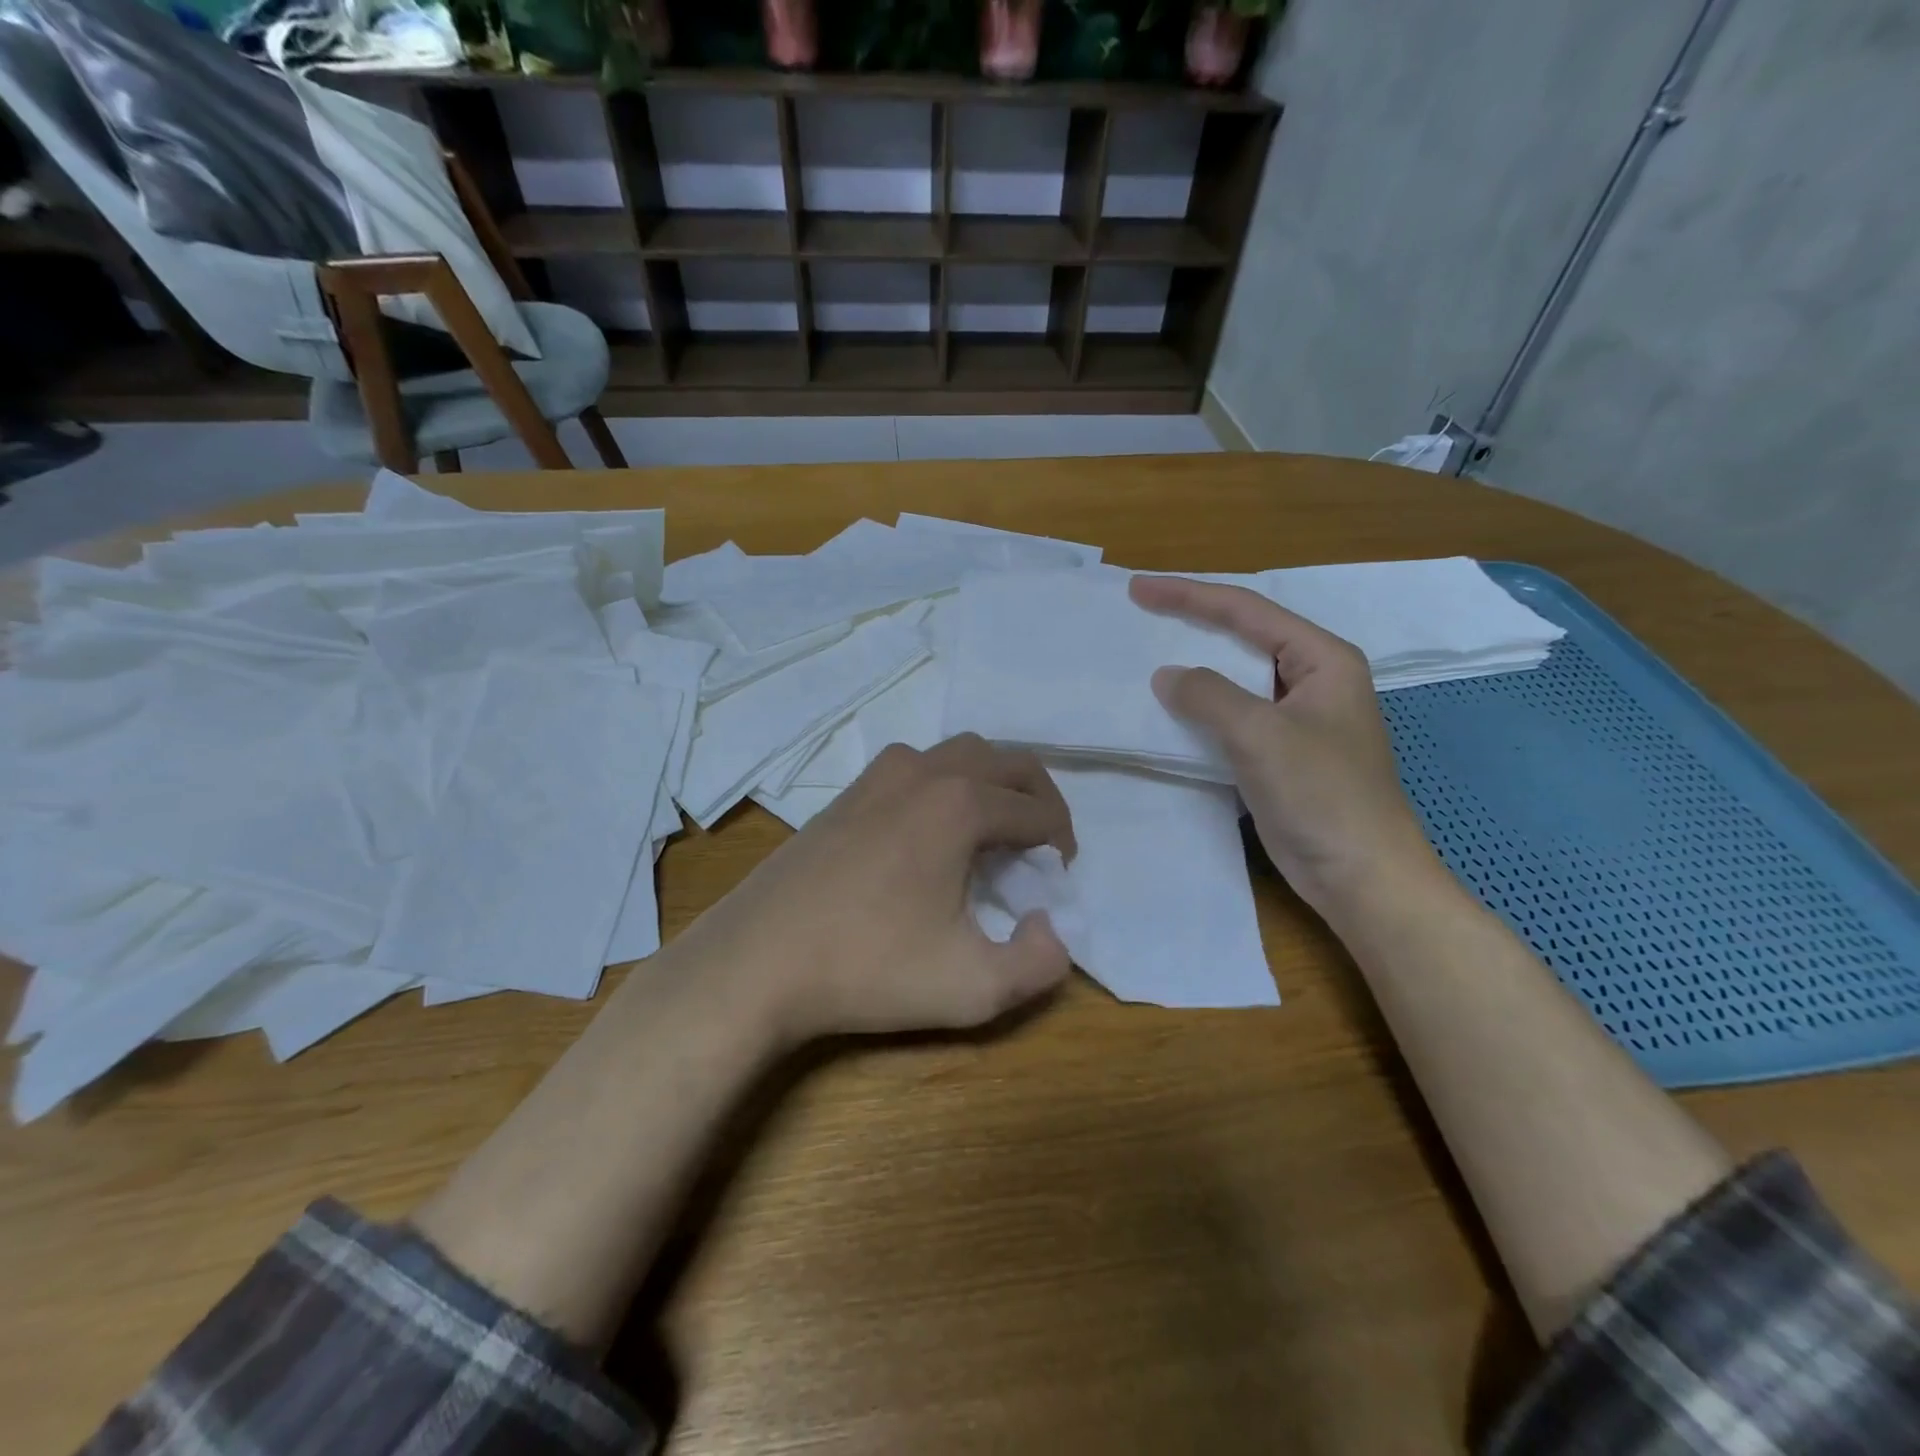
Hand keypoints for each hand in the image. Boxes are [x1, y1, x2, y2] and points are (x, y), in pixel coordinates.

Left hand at [673, 734, 1076, 1043]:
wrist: (757, 961)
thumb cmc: (868, 968)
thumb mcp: (973, 988)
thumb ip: (1040, 965)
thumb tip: (1049, 927)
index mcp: (960, 804)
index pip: (1038, 810)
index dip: (1061, 843)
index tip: (1057, 880)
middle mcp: (925, 771)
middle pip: (1008, 762)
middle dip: (1039, 799)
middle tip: (1042, 848)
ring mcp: (881, 774)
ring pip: (961, 753)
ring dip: (993, 784)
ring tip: (993, 835)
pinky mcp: (849, 791)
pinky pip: (919, 766)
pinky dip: (948, 784)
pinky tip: (934, 832)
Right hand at [1128, 574, 1444, 922]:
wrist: (1360, 874)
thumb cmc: (1322, 795)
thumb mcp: (1261, 735)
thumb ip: (1209, 696)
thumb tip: (1166, 675)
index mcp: (1322, 659)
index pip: (1248, 612)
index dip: (1190, 596)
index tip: (1139, 589)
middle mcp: (1312, 679)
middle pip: (1243, 636)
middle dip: (1192, 622)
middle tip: (1140, 611)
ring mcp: (1297, 718)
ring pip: (1236, 677)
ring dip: (1195, 665)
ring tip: (1147, 652)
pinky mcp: (1280, 752)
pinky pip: (1233, 715)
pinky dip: (1201, 708)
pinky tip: (1171, 708)